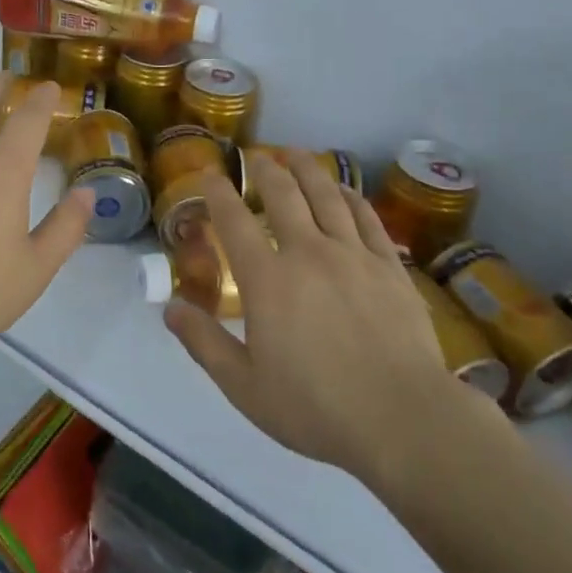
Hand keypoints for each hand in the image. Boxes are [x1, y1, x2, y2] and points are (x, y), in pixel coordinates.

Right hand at [164, 151, 493, 491]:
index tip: (210, 172)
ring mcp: (353, 255)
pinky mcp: (389, 266)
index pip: (234, 221)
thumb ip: (204, 343)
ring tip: (296, 154)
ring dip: (308, 170)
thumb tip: (170, 309)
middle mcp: (308, 253)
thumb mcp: (244, 387)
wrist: (401, 418)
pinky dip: (351, 196)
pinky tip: (344, 189)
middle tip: (257, 156)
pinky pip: (367, 218)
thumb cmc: (316, 408)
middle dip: (265, 169)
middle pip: (283, 195)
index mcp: (267, 280)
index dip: (218, 191)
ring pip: (327, 196)